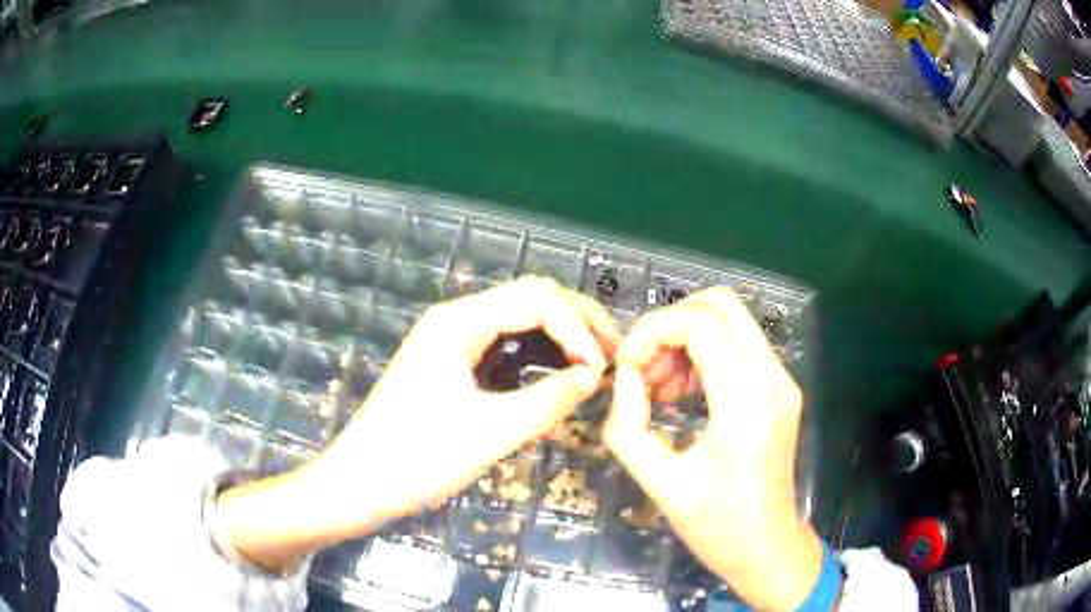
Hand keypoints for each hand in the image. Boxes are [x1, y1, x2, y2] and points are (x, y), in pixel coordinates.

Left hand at [216, 277, 618, 571]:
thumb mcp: (489, 433)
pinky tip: (557, 380)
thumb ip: (548, 401)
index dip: (578, 329)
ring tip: (593, 369)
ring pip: (520, 322)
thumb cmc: (417, 459)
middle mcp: (456, 319)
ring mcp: (452, 341)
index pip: (537, 299)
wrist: (360, 483)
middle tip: (613, 360)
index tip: (602, 372)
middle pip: (531, 300)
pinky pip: (506, 348)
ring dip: (560, 340)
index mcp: (458, 322)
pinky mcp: (452, 364)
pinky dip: (538, 358)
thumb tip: (594, 377)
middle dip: (577, 325)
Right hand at [604, 288, 821, 610]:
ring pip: (731, 319)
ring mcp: (782, 381)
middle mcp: (773, 380)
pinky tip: (684, 392)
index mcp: (746, 404)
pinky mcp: (781, 389)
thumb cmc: (716, 526)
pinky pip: (740, 344)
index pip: (700, 324)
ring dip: (687, 337)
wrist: (767, 548)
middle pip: (721, 304)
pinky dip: (705, 352)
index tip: (626, 365)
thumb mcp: (659, 482)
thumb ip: (629, 425)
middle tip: (644, 367)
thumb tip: (625, 377)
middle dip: (670, 323)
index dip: (653, 331)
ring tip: (660, 387)